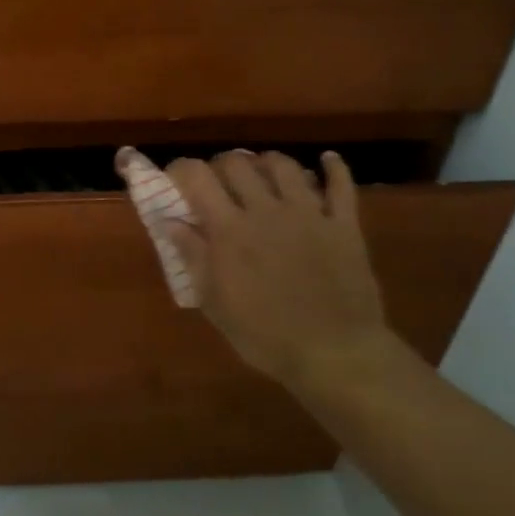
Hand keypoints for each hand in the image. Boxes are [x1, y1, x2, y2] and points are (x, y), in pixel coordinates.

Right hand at [163, 150, 397, 395]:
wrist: (335, 354)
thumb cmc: (265, 336)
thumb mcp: (215, 304)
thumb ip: (193, 257)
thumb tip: (171, 222)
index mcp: (230, 230)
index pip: (197, 177)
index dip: (180, 169)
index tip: (174, 178)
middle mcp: (266, 210)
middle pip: (238, 163)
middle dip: (221, 166)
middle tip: (218, 184)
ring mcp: (308, 213)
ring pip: (284, 165)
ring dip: (266, 164)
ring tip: (261, 177)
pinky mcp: (343, 225)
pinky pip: (341, 184)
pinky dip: (333, 168)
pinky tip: (326, 161)